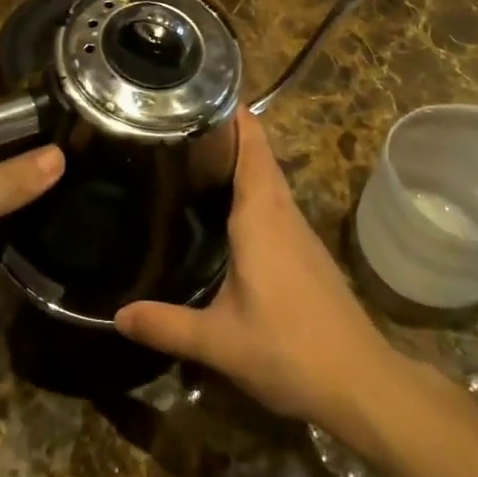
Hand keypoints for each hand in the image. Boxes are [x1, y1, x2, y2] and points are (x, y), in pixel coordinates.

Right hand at [115, 108, 389, 426]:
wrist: (361, 383)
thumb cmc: (289, 348)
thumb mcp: (218, 340)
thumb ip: (165, 325)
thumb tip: (116, 316)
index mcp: (260, 213)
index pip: (251, 143)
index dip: (230, 113)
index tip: (196, 93)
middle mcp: (282, 211)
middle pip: (258, 154)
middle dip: (225, 132)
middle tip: (177, 123)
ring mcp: (299, 231)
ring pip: (267, 178)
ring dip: (239, 160)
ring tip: (192, 156)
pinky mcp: (306, 251)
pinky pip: (274, 202)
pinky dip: (250, 188)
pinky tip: (225, 209)